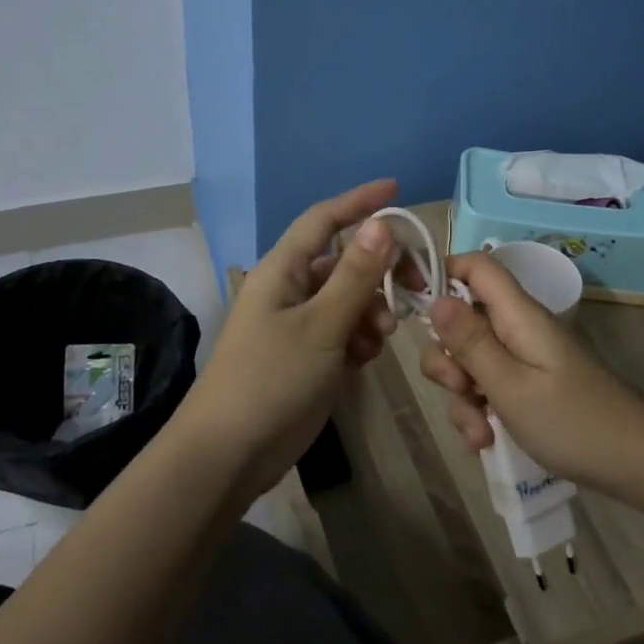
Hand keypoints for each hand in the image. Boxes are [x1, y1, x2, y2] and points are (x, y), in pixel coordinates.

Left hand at [181, 179, 401, 499]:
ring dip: (372, 311)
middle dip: (379, 272)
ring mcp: (298, 324)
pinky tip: (364, 359)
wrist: (230, 453)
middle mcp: (291, 289)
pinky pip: (344, 330)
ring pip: (349, 299)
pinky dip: (360, 338)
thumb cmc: (271, 379)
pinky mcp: (307, 355)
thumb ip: (355, 276)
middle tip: (414, 289)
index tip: (397, 190)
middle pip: (345, 262)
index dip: (359, 201)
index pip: (324, 219)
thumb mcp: (321, 325)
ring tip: (380, 339)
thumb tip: (381, 225)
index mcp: (283, 270)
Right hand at [420, 252, 643, 497]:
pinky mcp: (529, 387)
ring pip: (471, 362)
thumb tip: (436, 297)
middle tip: (460, 389)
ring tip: (480, 433)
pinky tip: (488, 441)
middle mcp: (518, 329)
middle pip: (462, 321)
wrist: (638, 466)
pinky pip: (489, 388)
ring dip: (462, 397)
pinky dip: (481, 412)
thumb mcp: (511, 385)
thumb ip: (470, 342)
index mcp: (518, 315)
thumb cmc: (573, 422)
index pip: (476, 266)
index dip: (442, 273)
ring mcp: (525, 359)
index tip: (413, 306)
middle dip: (447, 358)